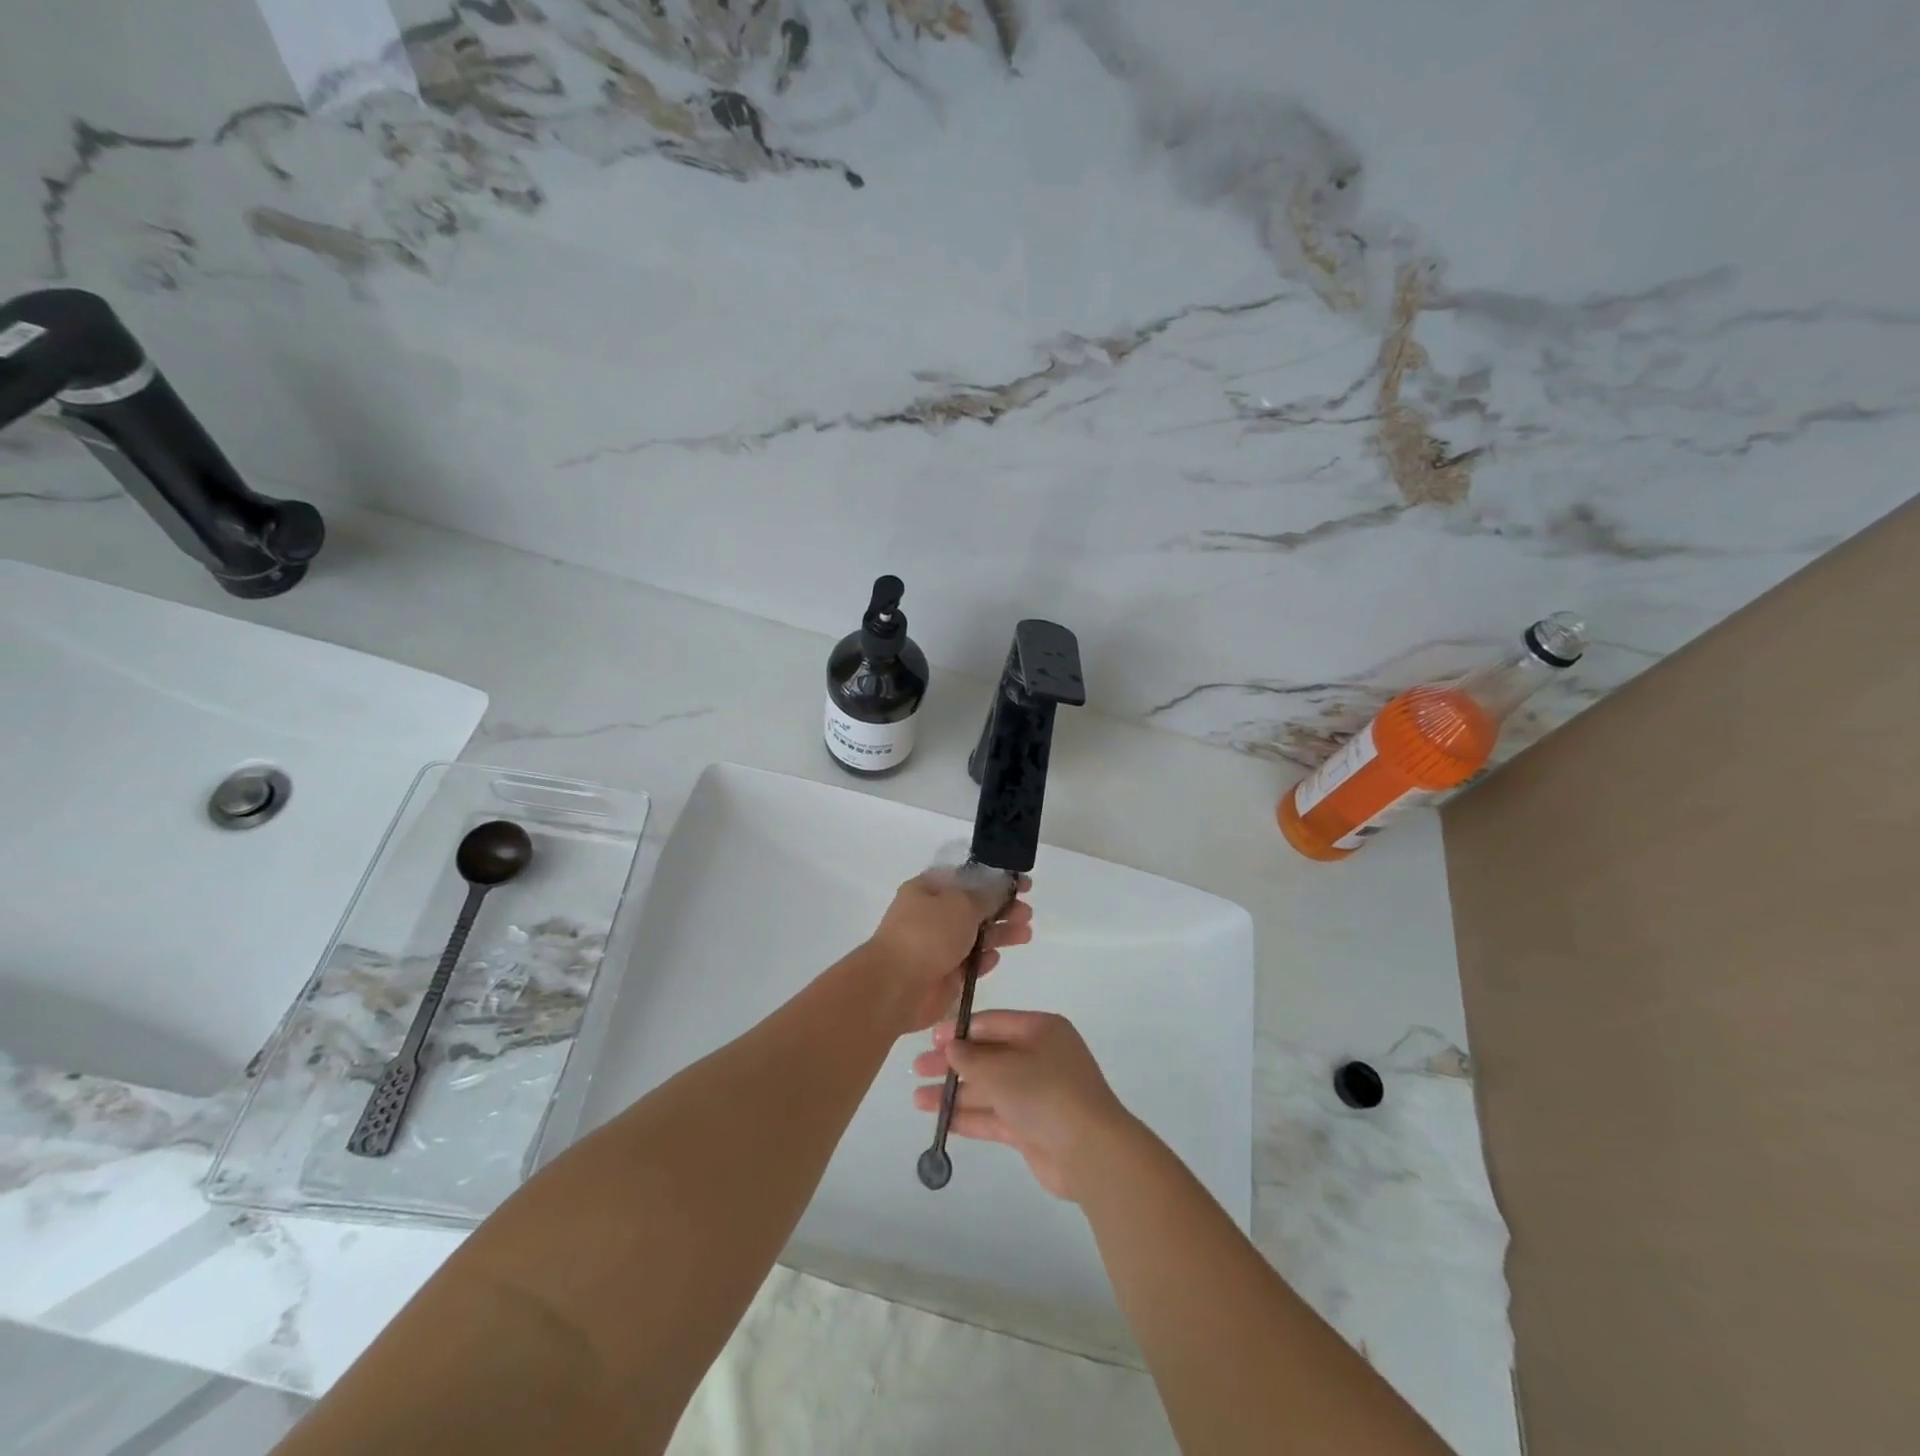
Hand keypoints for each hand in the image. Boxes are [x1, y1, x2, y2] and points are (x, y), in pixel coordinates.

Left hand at [863, 870, 1032, 1033]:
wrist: (897, 986)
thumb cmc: (928, 934)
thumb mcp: (962, 904)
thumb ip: (987, 896)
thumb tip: (1001, 887)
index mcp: (929, 889)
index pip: (967, 878)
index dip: (996, 879)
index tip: (1023, 884)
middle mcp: (932, 915)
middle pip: (975, 908)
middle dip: (1003, 909)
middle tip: (1027, 913)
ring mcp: (937, 946)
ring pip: (976, 936)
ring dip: (1000, 934)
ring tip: (1025, 934)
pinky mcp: (943, 974)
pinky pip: (969, 963)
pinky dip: (983, 960)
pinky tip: (995, 959)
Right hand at [911, 1011, 1134, 1201]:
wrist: (1090, 1151)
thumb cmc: (1045, 1092)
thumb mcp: (1002, 1068)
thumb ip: (971, 1058)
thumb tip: (951, 1047)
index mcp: (1040, 1030)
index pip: (993, 1023)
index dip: (960, 1030)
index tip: (930, 1038)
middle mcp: (1039, 1057)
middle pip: (988, 1056)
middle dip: (953, 1063)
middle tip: (917, 1069)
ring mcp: (1037, 1094)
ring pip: (989, 1088)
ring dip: (956, 1092)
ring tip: (919, 1099)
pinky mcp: (1032, 1127)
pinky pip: (995, 1116)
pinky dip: (970, 1117)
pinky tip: (942, 1120)